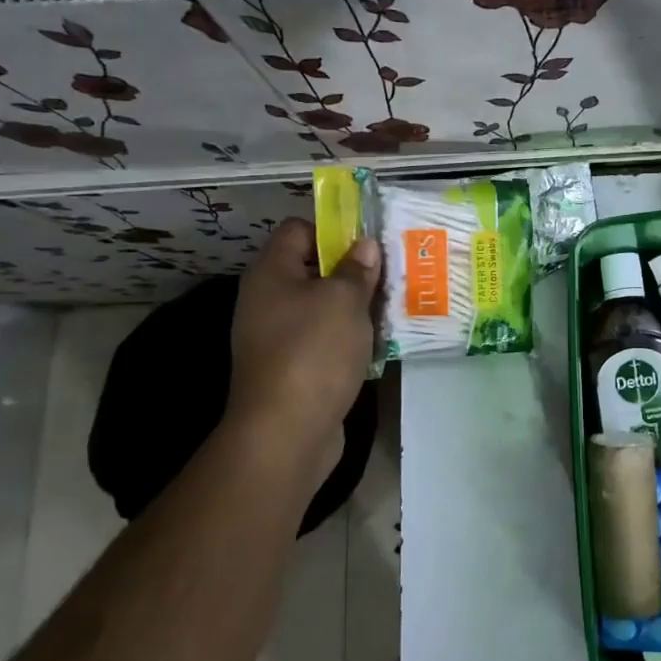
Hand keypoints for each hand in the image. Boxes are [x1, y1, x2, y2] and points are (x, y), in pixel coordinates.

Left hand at [224, 218, 380, 469]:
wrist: (286, 431)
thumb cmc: (314, 351)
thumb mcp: (344, 300)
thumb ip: (357, 269)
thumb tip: (365, 246)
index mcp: (271, 273)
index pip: (299, 230)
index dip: (333, 229)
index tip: (370, 240)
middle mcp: (268, 300)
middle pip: (313, 269)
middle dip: (352, 269)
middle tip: (391, 272)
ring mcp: (277, 337)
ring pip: (322, 306)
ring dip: (355, 306)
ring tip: (393, 305)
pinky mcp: (293, 367)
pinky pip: (324, 339)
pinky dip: (348, 337)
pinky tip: (378, 341)